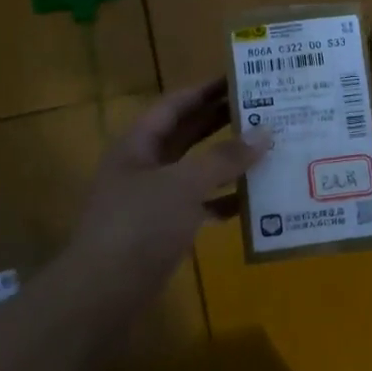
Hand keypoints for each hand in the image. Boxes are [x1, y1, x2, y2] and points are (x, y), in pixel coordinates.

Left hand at [65, 76, 268, 318]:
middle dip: (222, 121)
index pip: (175, 104)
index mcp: (139, 144)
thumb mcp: (183, 185)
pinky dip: (224, 201)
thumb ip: (224, 159)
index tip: (241, 77)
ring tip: (267, 148)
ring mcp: (154, 199)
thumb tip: (264, 133)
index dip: (206, 89)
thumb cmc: (139, 226)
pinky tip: (254, 201)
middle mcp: (145, 166)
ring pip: (197, 170)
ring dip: (228, 161)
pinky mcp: (165, 229)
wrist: (104, 293)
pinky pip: (201, 205)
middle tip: (264, 108)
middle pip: (187, 134)